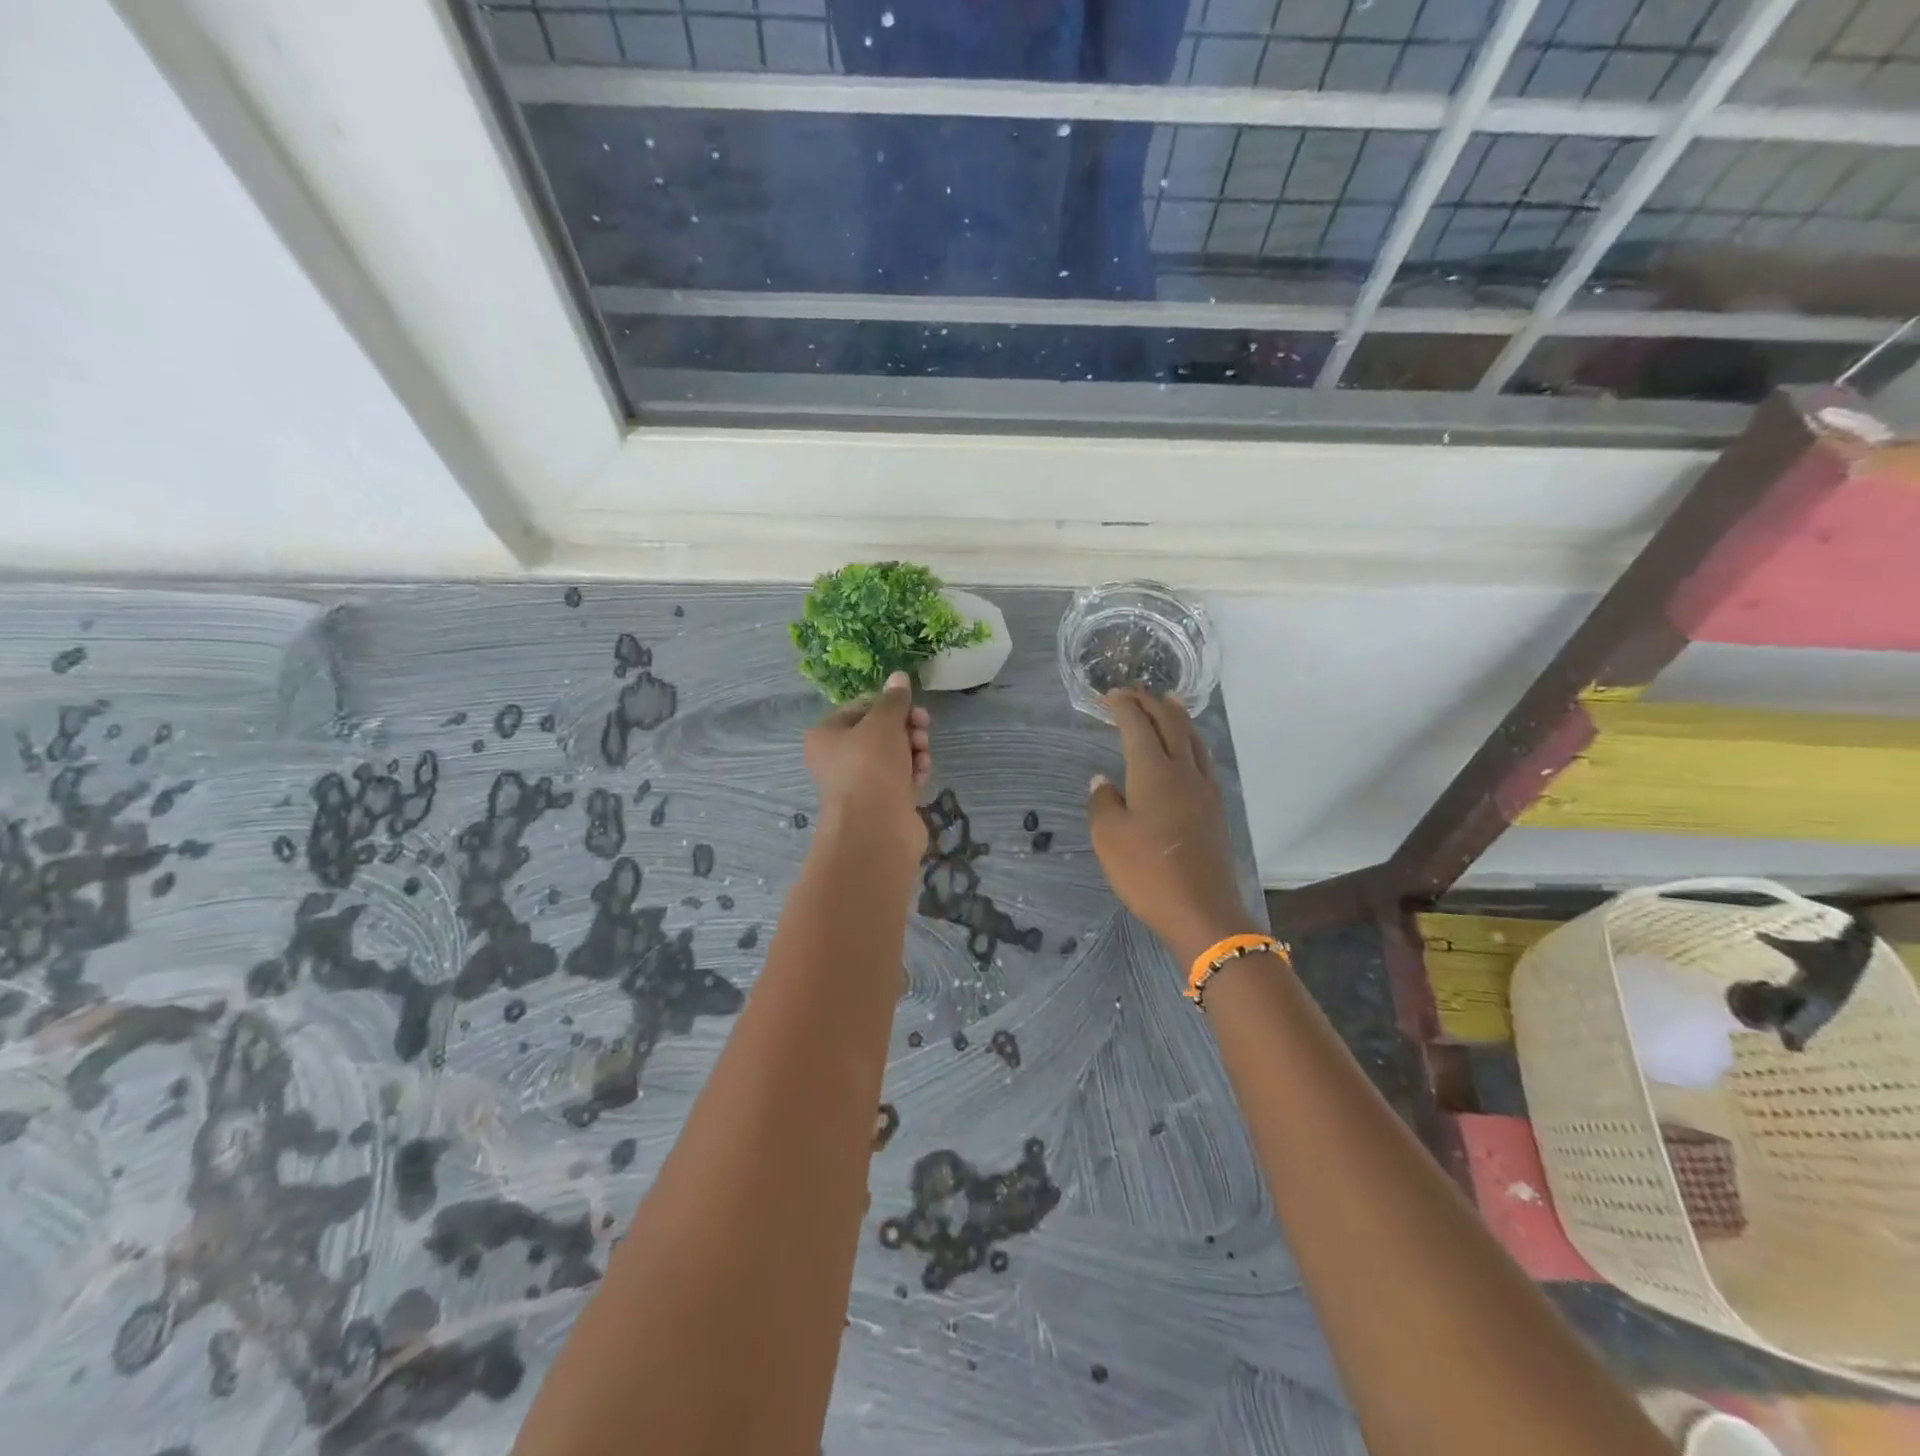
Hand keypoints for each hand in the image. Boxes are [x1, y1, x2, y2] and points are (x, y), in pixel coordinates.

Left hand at [804, 671, 931, 871]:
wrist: (875, 829)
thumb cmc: (870, 766)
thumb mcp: (884, 723)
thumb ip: (894, 700)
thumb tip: (899, 676)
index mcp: (826, 736)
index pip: (860, 708)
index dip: (888, 704)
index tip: (910, 705)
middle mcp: (839, 759)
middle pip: (879, 732)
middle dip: (906, 727)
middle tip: (923, 726)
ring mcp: (861, 784)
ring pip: (894, 755)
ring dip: (914, 749)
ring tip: (923, 752)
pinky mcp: (882, 803)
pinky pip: (901, 778)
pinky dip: (914, 772)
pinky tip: (923, 773)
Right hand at [1087, 690, 1259, 966]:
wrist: (1203, 911)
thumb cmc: (1147, 873)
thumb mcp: (1109, 839)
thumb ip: (1103, 802)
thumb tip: (1103, 781)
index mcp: (1154, 773)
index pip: (1138, 727)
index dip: (1123, 707)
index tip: (1109, 695)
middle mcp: (1184, 772)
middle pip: (1171, 724)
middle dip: (1151, 704)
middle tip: (1134, 692)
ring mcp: (1205, 789)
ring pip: (1193, 739)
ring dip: (1177, 717)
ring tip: (1168, 703)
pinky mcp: (1215, 808)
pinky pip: (1203, 759)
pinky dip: (1191, 741)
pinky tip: (1187, 750)